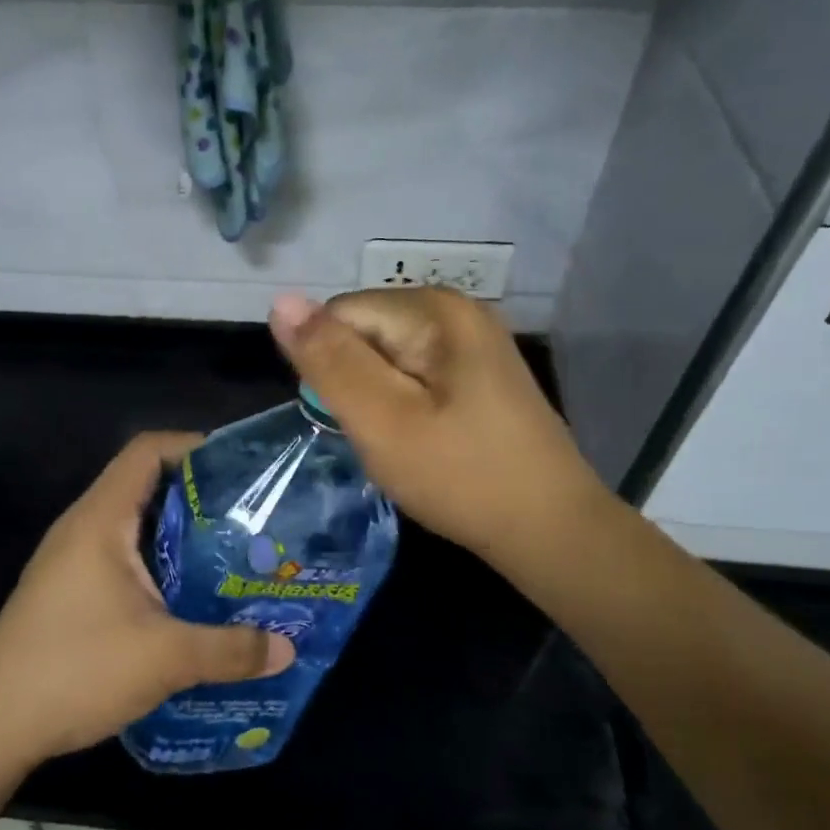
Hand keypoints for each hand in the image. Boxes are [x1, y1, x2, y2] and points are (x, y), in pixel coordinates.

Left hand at [0, 432, 295, 763]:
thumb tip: (286, 648)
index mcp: (101, 520)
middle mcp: (84, 530)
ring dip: (183, 538)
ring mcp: (73, 563)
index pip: (147, 451)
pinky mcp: (71, 594)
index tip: (241, 468)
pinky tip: (194, 601)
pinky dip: (162, 568)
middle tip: (253, 519)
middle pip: (147, 487)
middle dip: (201, 498)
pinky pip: (126, 562)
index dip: (193, 447)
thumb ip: (230, 649)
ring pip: (137, 529)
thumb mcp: (165, 657)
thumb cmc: (76, 669)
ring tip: (234, 558)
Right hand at [269, 288, 606, 565]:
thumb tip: (280, 301)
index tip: (355, 419)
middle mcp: (456, 310)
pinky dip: (405, 408)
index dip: (329, 368)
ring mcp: (473, 342)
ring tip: (405, 443)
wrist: (548, 529)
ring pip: (386, 359)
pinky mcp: (481, 374)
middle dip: (357, 384)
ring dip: (379, 401)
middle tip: (384, 437)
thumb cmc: (460, 476)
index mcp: (433, 309)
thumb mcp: (381, 420)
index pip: (338, 315)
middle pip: (365, 332)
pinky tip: (426, 442)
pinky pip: (415, 377)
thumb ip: (329, 361)